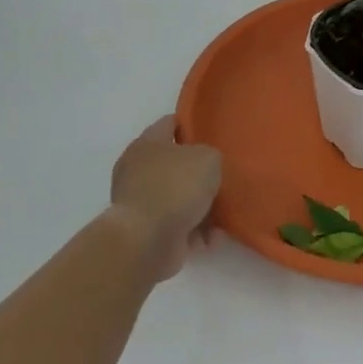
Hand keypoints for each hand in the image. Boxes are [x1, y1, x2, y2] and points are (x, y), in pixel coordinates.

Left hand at [107, 116, 222, 281]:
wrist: (147, 240)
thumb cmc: (176, 187)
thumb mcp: (207, 158)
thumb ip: (211, 156)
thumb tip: (206, 167)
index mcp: (147, 143)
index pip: (170, 123)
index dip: (191, 125)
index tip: (212, 132)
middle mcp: (138, 170)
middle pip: (175, 164)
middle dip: (198, 171)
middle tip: (223, 174)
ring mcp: (141, 203)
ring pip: (178, 198)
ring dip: (200, 207)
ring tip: (224, 213)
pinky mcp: (146, 233)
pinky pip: (178, 227)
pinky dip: (195, 233)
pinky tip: (212, 237)